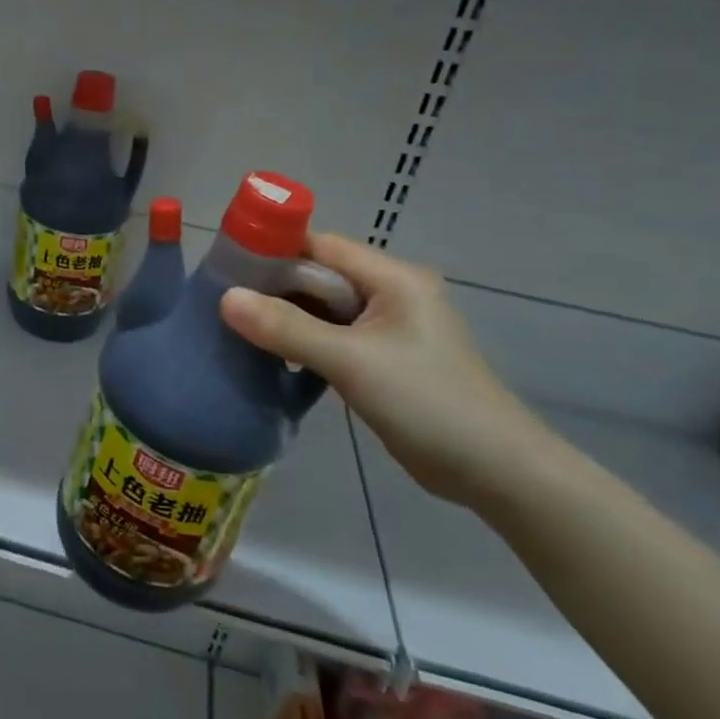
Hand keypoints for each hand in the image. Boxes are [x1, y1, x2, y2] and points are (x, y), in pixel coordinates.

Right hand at [219, 234, 555, 510]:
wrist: (496, 473)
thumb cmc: (428, 403)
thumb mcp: (351, 362)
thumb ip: (287, 328)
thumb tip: (225, 299)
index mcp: (393, 278)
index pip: (320, 246)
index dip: (273, 250)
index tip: (225, 265)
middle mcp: (391, 293)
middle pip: (319, 275)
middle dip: (273, 286)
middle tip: (223, 300)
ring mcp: (389, 327)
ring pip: (323, 308)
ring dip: (286, 316)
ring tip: (237, 326)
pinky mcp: (384, 358)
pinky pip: (333, 335)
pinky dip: (303, 340)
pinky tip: (273, 355)